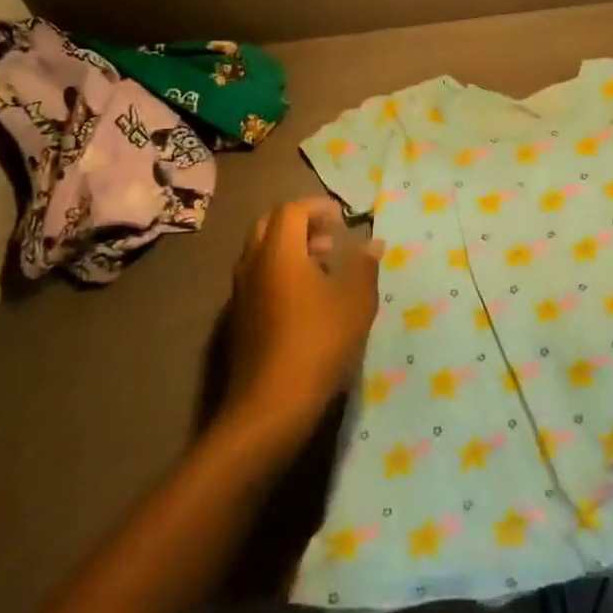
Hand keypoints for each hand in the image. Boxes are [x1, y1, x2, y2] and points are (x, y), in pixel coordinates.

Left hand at [224, 198, 381, 446]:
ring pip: (262, 253)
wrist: (271, 404)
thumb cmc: (318, 342)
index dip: (318, 208)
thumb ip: (364, 266)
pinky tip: (306, 300)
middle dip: (301, 224)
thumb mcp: (355, 301)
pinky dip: (280, 273)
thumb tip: (372, 243)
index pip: (292, 210)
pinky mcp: (239, 318)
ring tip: (324, 267)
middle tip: (330, 238)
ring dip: (290, 249)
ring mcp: (241, 292)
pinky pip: (258, 278)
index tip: (343, 219)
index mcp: (279, 252)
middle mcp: (253, 264)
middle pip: (270, 225)